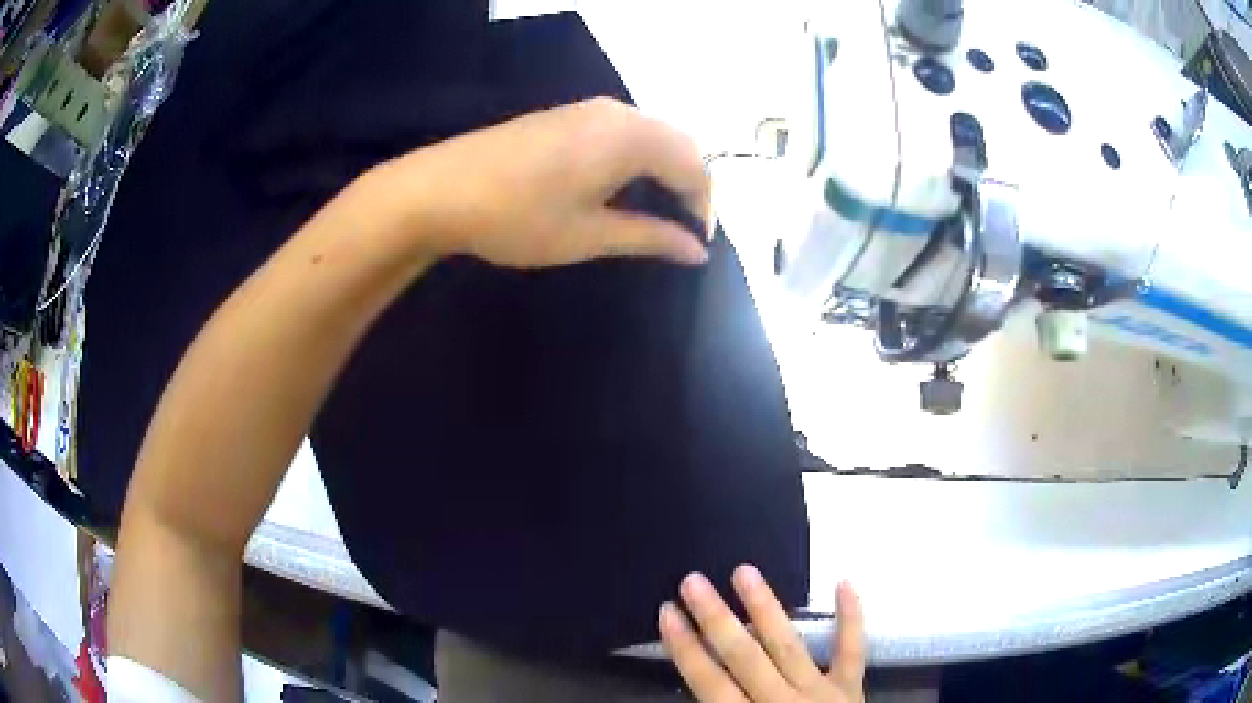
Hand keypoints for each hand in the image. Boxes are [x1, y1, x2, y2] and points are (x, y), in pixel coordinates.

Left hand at [381, 97, 711, 268]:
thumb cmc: (517, 217)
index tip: (696, 245)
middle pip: (678, 144)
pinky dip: (636, 158)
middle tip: (679, 230)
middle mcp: (618, 113)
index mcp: (632, 138)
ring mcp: (589, 109)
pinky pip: (622, 131)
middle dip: (689, 186)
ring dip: (663, 170)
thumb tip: (697, 250)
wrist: (439, 189)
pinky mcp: (566, 114)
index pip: (695, 167)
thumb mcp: (589, 235)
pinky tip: (618, 187)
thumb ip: (650, 237)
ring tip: (653, 213)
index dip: (704, 207)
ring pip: (651, 134)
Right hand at [660, 567, 865, 702]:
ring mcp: (819, 694)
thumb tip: (697, 688)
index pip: (709, 683)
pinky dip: (851, 618)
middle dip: (716, 620)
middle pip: (744, 658)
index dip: (685, 649)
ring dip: (765, 609)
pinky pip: (852, 651)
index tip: (667, 614)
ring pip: (788, 646)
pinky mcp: (849, 689)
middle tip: (694, 581)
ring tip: (744, 572)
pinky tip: (844, 582)